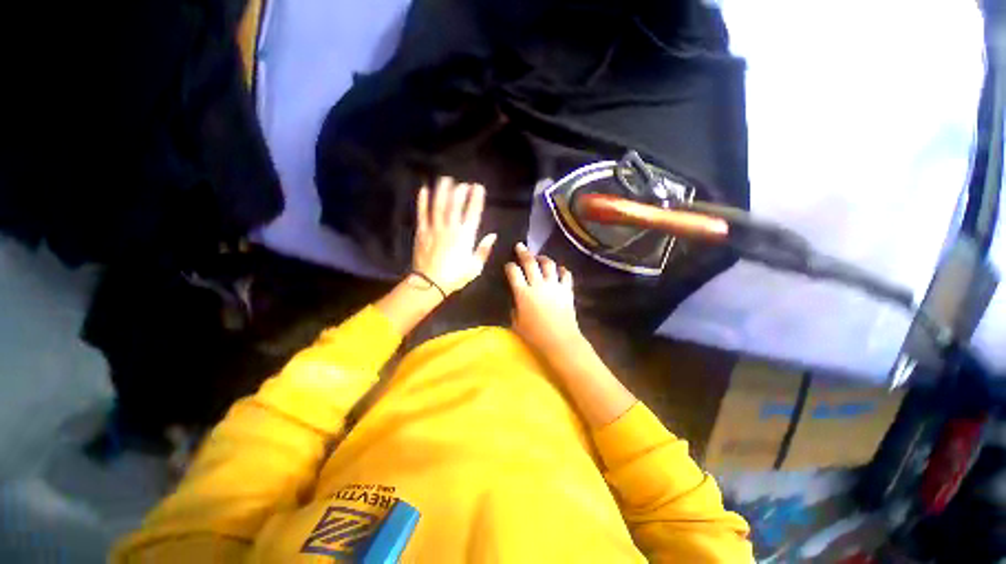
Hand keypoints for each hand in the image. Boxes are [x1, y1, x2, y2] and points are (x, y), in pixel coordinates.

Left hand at [413, 177, 496, 294]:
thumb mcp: (475, 267)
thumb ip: (483, 249)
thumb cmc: (455, 277)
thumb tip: (493, 235)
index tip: (478, 187)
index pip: (472, 213)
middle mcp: (450, 228)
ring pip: (438, 205)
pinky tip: (423, 190)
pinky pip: (422, 214)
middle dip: (460, 191)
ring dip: (442, 191)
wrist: (429, 284)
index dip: (476, 198)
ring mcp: (434, 229)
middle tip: (463, 183)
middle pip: (455, 205)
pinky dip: (422, 202)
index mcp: (465, 237)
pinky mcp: (422, 232)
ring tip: (445, 179)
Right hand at [505, 243, 581, 355]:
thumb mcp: (516, 323)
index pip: (513, 272)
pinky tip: (559, 270)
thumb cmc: (535, 335)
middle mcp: (538, 285)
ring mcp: (554, 286)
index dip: (509, 266)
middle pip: (530, 262)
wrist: (560, 340)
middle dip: (523, 252)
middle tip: (520, 246)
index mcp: (523, 293)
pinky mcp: (567, 290)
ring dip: (543, 258)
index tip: (508, 265)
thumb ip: (514, 308)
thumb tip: (515, 300)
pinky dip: (562, 270)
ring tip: (540, 257)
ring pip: (549, 264)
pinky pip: (566, 274)